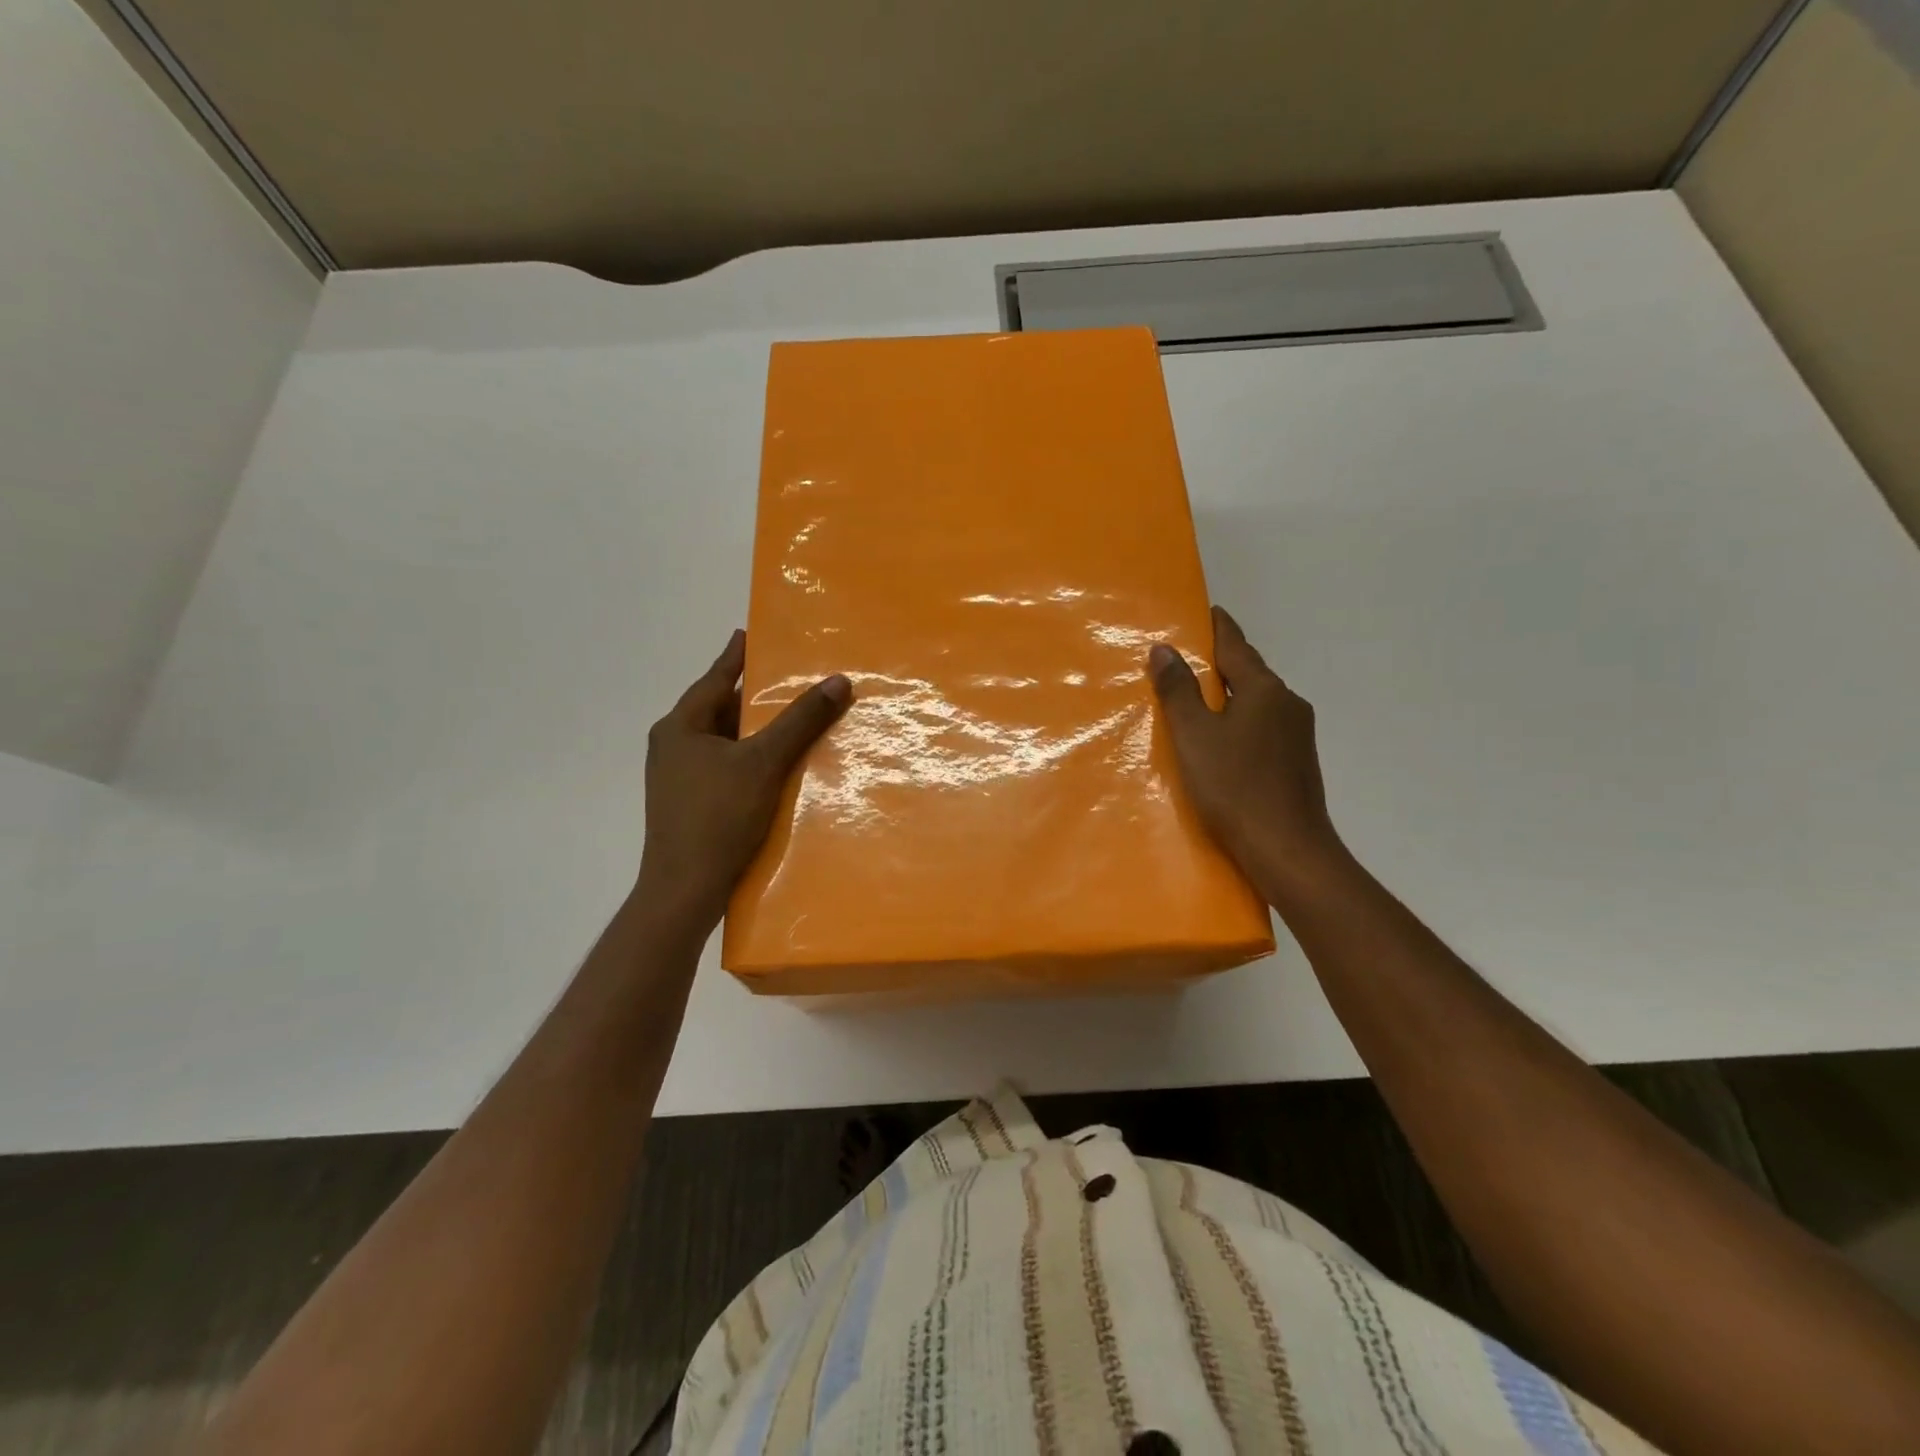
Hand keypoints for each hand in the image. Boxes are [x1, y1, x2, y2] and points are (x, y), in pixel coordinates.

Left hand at [637, 630, 849, 925]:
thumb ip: (800, 721)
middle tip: (785, 675)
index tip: (748, 632)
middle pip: (719, 709)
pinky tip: (774, 765)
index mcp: (680, 727)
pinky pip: (724, 766)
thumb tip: (838, 680)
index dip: (736, 656)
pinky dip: (749, 757)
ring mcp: (678, 778)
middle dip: (751, 694)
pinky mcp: (690, 804)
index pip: (716, 679)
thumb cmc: (718, 817)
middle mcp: (673, 746)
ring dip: (753, 729)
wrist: (684, 891)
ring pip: (723, 740)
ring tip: (788, 717)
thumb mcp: (764, 763)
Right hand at [1148, 605, 1342, 893]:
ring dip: (1231, 695)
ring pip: (1257, 703)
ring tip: (1198, 700)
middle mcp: (1288, 703)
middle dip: (1220, 663)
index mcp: (1265, 690)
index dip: (1217, 627)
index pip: (1236, 645)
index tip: (1205, 611)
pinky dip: (1240, 722)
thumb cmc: (1234, 787)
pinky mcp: (1298, 762)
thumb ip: (1178, 691)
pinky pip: (1263, 727)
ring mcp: (1298, 734)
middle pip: (1249, 673)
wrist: (1287, 850)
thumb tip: (1164, 648)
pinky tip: (1223, 741)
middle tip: (1187, 659)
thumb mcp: (1194, 736)